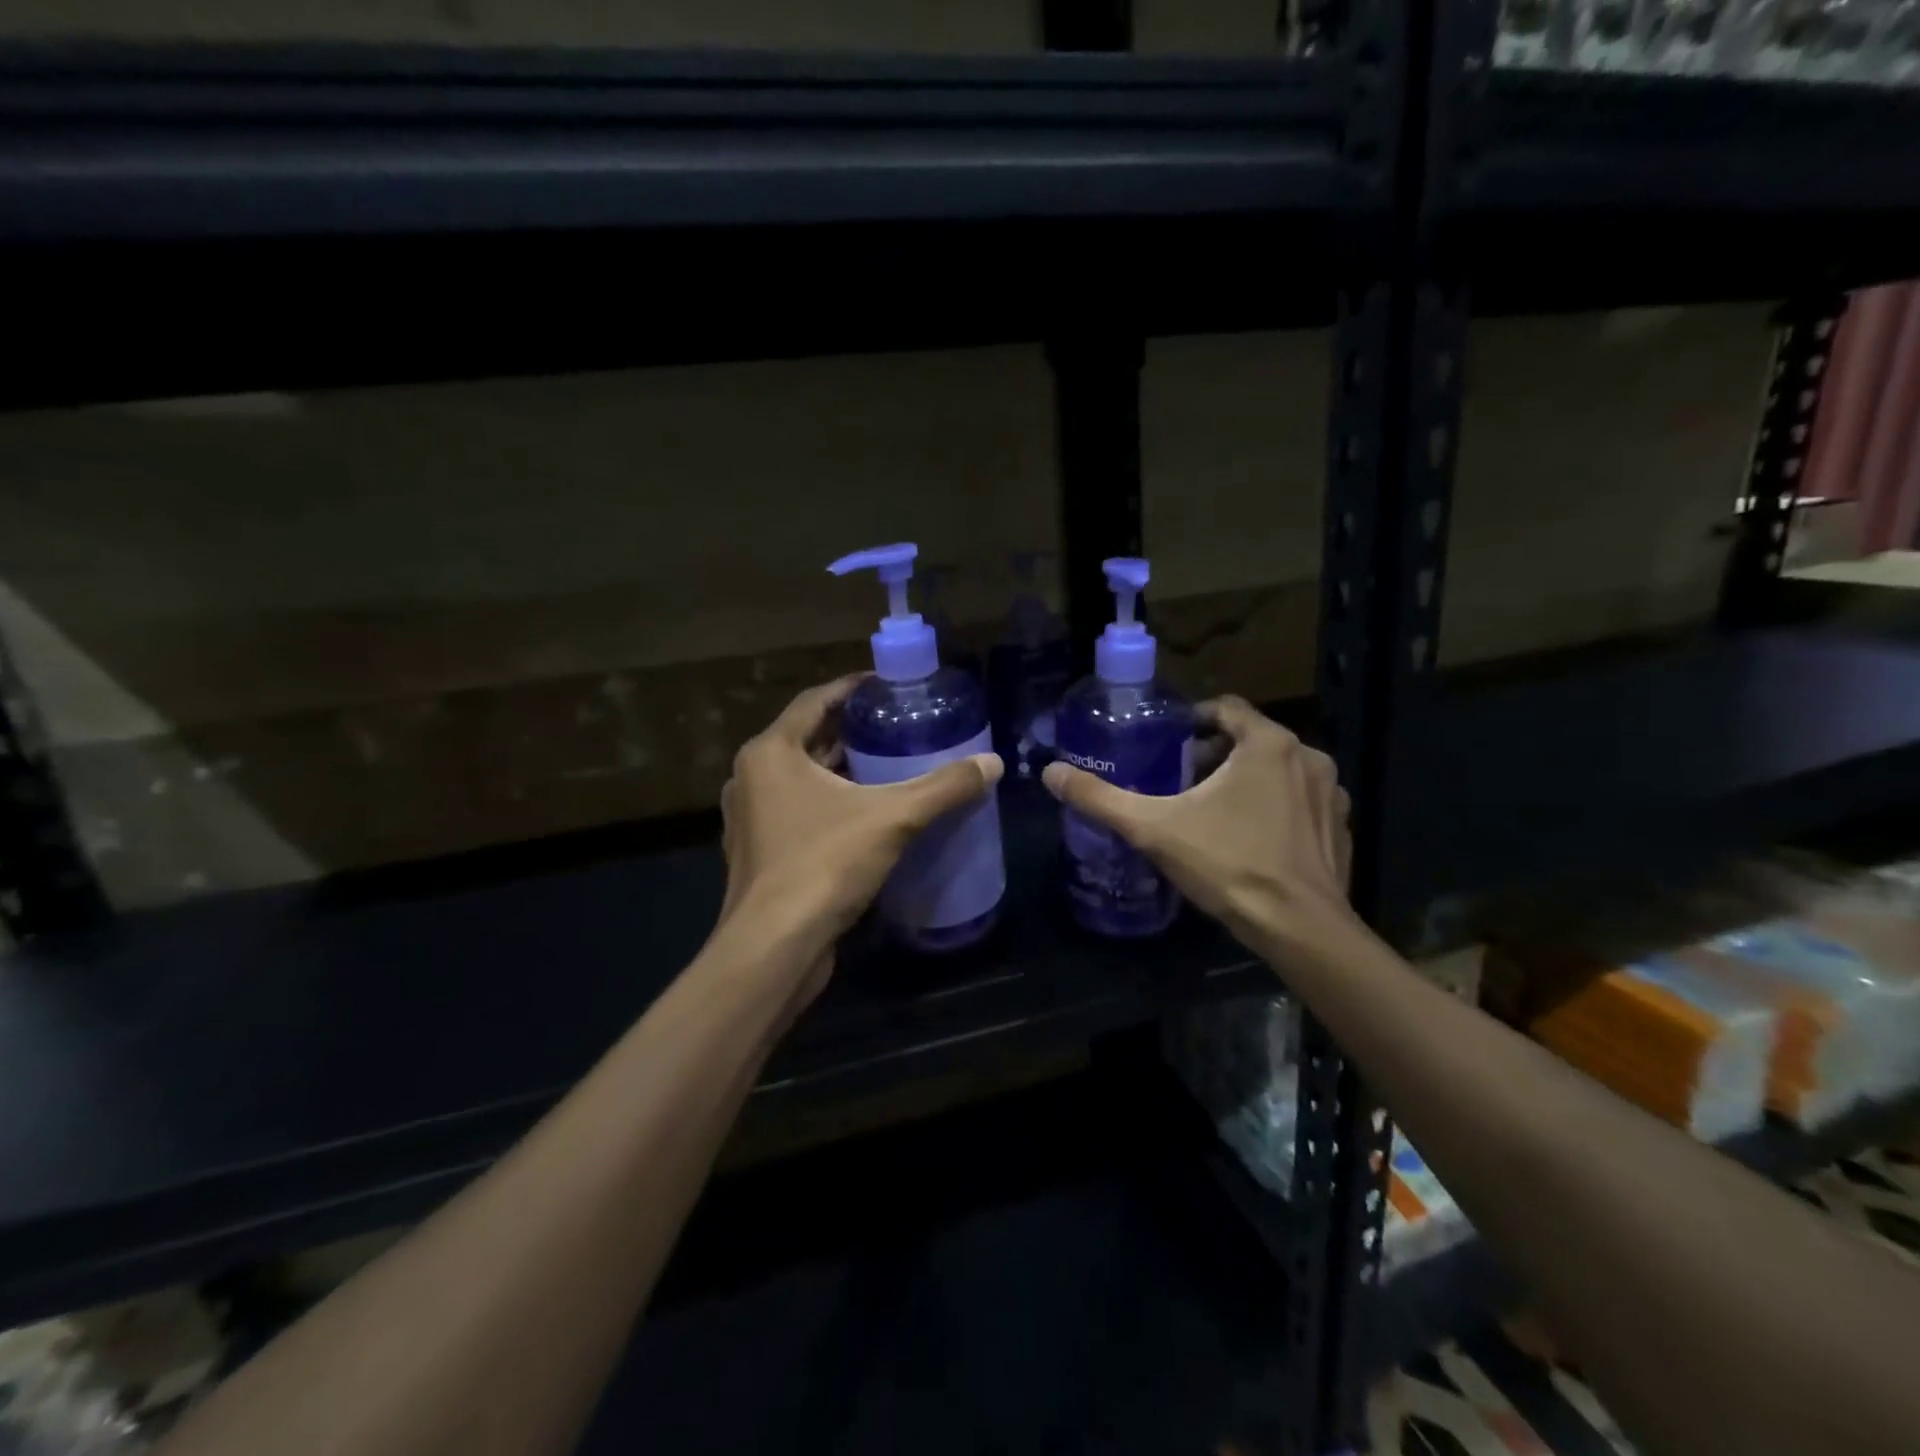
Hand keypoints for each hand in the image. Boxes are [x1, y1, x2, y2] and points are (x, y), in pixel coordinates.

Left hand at [715, 675, 1002, 985]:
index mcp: (770, 752)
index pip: (815, 701)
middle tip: (896, 725)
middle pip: (807, 738)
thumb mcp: (892, 818)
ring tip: (888, 764)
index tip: (888, 685)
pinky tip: (865, 813)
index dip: (853, 689)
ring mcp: (751, 818)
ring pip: (801, 777)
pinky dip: (828, 801)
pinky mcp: (758, 852)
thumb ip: (943, 788)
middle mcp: (752, 777)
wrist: (774, 947)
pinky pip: (797, 810)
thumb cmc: (823, 864)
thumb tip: (992, 762)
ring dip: (840, 768)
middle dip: (851, 731)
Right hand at [1040, 696, 1353, 957]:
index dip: (1192, 719)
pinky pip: (1300, 802)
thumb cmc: (1229, 865)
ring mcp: (1332, 794)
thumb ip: (1100, 798)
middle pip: (1250, 739)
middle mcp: (1308, 757)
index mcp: (1268, 744)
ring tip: (1210, 811)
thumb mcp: (1154, 829)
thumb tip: (1051, 773)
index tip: (1166, 742)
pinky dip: (1274, 808)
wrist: (1301, 930)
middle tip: (1178, 782)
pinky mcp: (1341, 828)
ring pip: (1277, 771)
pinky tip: (1250, 840)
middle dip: (1213, 755)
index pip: (1226, 707)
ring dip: (1245, 781)